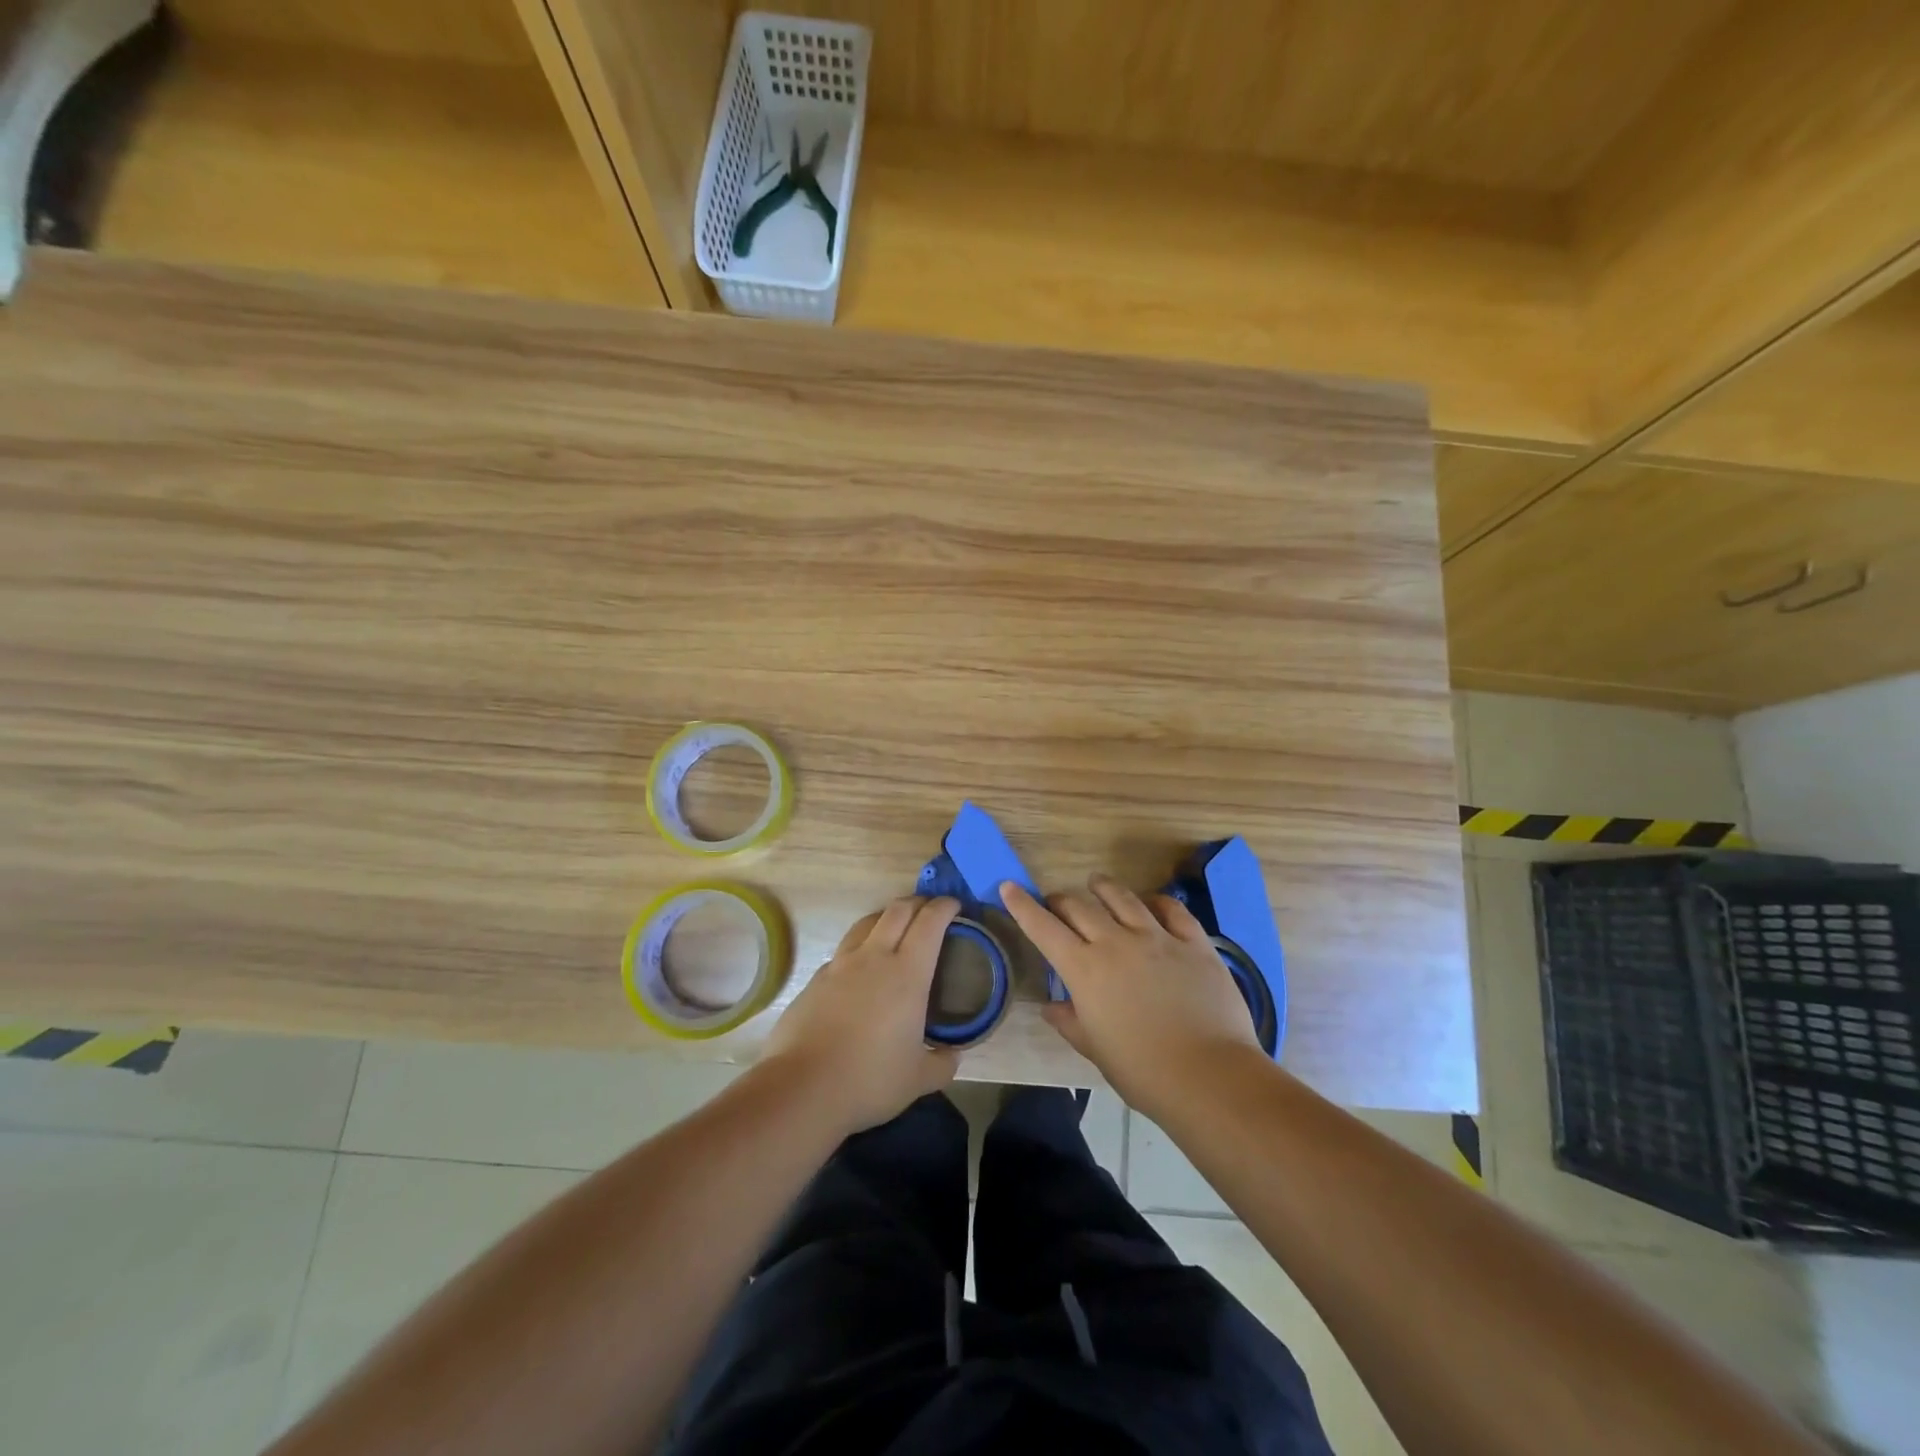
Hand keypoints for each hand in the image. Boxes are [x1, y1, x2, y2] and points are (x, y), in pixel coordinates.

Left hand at [762, 896, 960, 1134]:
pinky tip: (860, 970)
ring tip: (895, 928)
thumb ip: (942, 1063)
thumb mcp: (919, 1079)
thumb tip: (953, 1056)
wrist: (802, 1087)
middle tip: (929, 910)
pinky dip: (859, 948)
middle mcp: (874, 957)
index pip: (930, 923)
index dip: (944, 907)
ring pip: (866, 923)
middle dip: (917, 903)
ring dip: (885, 917)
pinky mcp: (816, 979)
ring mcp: (840, 965)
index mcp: (907, 973)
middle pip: (897, 910)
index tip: (955, 905)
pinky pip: (844, 951)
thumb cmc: (869, 1079)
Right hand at [1001, 876, 1260, 1118]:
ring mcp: (1157, 938)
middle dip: (1061, 900)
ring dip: (1103, 888)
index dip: (1023, 906)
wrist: (1209, 1076)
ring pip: (1123, 897)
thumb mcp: (1095, 1050)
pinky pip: (1172, 910)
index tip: (1009, 887)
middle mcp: (1116, 943)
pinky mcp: (1193, 942)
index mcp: (1085, 970)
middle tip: (1056, 903)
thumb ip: (1070, 1022)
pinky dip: (1156, 901)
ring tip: (1096, 884)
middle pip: (1080, 906)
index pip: (1044, 928)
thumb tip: (1051, 1007)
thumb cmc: (1143, 1071)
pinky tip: (1151, 903)